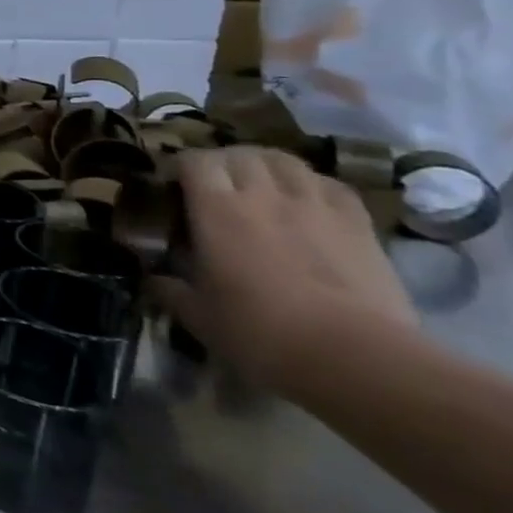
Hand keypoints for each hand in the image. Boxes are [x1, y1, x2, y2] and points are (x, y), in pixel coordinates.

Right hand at [148, 146, 417, 393]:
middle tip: (213, 183)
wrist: (355, 358)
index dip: (179, 166)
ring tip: (258, 182)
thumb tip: (154, 280)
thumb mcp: (197, 315)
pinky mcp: (358, 224)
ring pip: (285, 161)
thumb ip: (170, 290)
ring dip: (265, 165)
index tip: (170, 184)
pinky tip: (306, 200)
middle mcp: (263, 195)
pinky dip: (311, 184)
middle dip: (221, 162)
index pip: (193, 161)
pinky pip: (330, 185)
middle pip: (239, 154)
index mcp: (216, 209)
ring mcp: (315, 206)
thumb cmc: (260, 332)